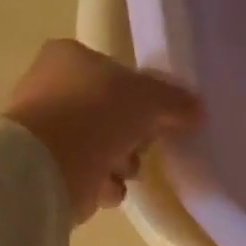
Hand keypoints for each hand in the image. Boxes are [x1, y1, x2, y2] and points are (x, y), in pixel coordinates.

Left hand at [6, 39, 202, 222]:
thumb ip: (175, 102)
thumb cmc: (95, 114)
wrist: (48, 167)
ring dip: (121, 162)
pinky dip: (103, 185)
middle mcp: (51, 87)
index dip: (142, 97)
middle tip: (143, 145)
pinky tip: (107, 188)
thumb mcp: (148, 98)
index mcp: (69, 57)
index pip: (116, 74)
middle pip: (111, 113)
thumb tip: (199, 110)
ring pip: (102, 146)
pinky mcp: (47, 168)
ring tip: (123, 171)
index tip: (159, 118)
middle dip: (133, 135)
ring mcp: (46, 130)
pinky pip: (89, 175)